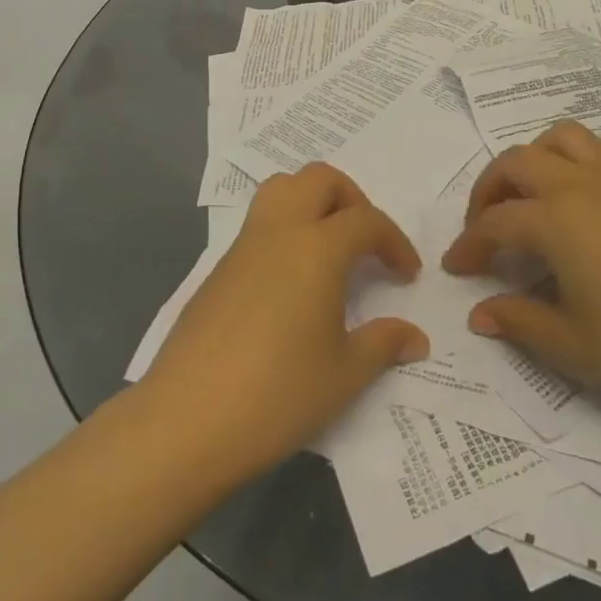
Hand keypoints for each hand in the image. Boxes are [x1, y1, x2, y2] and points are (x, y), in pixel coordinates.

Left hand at [143, 163, 428, 480]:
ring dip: (312, 202)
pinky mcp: (219, 268)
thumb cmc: (277, 394)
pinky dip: (285, 231)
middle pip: (319, 179)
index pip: (366, 220)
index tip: (407, 275)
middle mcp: (279, 232)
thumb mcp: (344, 375)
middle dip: (352, 199)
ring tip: (329, 249)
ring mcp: (243, 247)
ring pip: (281, 189)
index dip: (394, 242)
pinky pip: (258, 224)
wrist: (186, 420)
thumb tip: (415, 337)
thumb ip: (384, 344)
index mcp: (317, 248)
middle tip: (365, 243)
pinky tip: (291, 283)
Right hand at [443, 121, 600, 414]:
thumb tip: (479, 314)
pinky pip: (597, 152)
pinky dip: (570, 162)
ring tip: (527, 200)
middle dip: (488, 191)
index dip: (469, 245)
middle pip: (516, 163)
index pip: (495, 223)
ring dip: (531, 161)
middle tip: (483, 229)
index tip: (456, 269)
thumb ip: (519, 321)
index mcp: (556, 219)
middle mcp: (580, 185)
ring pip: (559, 140)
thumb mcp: (573, 344)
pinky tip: (576, 203)